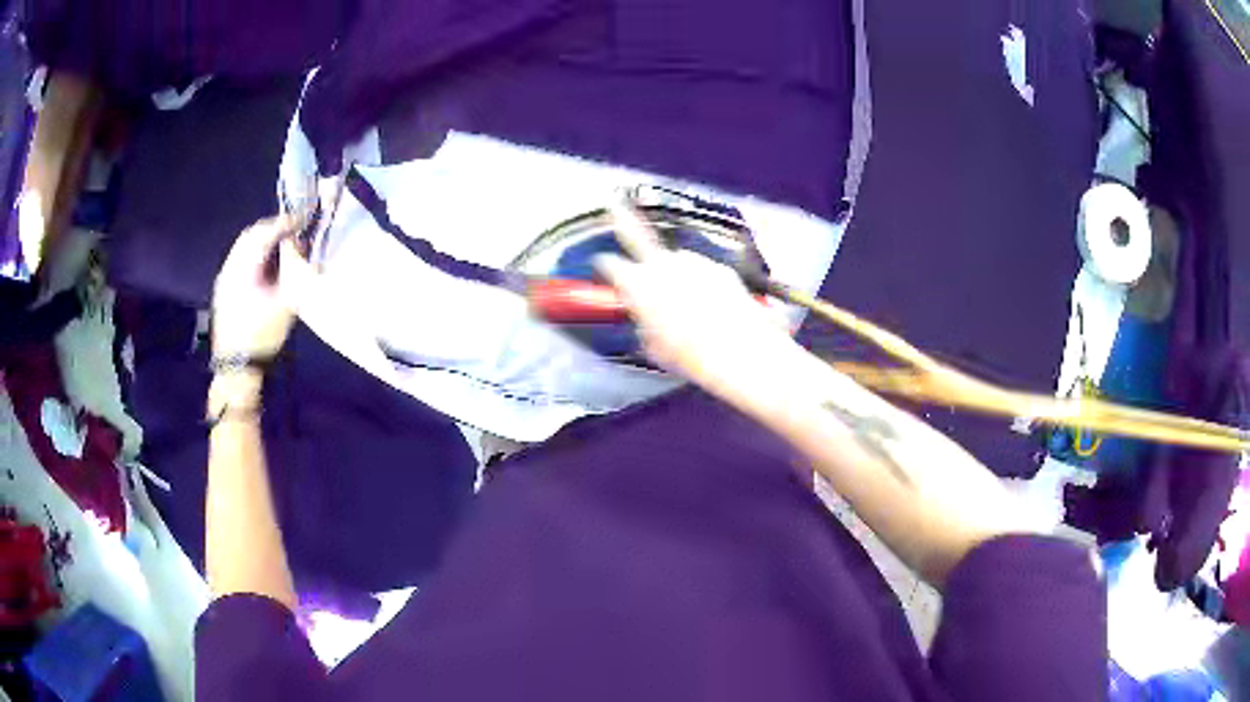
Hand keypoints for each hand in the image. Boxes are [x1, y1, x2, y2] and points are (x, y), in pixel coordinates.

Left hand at [211, 216, 306, 359]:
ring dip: (264, 240)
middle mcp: (230, 266)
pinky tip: (268, 265)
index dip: (285, 222)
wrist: (237, 368)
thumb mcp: (285, 302)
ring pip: (244, 246)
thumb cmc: (263, 336)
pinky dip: (256, 254)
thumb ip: (292, 269)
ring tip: (284, 246)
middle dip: (273, 228)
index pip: (265, 232)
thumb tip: (299, 246)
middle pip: (251, 234)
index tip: (304, 219)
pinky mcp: (224, 288)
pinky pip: (240, 259)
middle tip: (295, 230)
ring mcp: (224, 277)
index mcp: (243, 267)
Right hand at [594, 201, 806, 409]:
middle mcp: (663, 265)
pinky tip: (711, 305)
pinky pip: (703, 272)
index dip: (606, 266)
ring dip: (675, 271)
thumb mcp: (653, 346)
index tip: (604, 266)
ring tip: (686, 301)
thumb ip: (644, 323)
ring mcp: (694, 262)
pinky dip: (702, 282)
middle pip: (637, 234)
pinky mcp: (719, 268)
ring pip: (676, 260)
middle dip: (622, 218)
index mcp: (637, 284)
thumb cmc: (689, 356)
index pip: (610, 265)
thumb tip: (647, 318)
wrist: (738, 352)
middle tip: (613, 204)